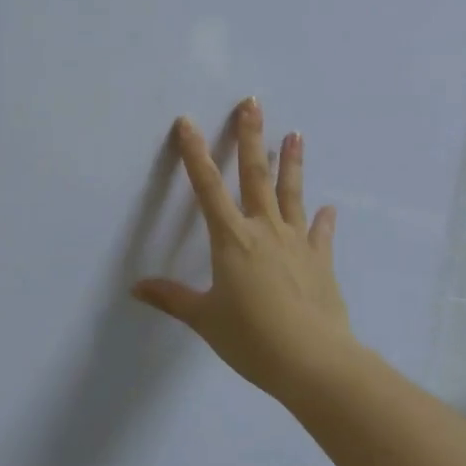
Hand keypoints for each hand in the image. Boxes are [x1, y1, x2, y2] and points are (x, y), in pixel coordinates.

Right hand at [132, 99, 352, 397]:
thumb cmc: (251, 338)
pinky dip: (323, 220)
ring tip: (295, 134)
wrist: (314, 362)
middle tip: (253, 103)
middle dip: (251, 137)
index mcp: (231, 239)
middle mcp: (264, 230)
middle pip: (255, 175)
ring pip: (292, 194)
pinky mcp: (320, 261)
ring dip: (291, 163)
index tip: (187, 122)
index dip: (194, 153)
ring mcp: (296, 243)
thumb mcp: (205, 318)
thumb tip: (136, 287)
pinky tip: (329, 208)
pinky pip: (320, 234)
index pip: (206, 187)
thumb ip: (172, 298)